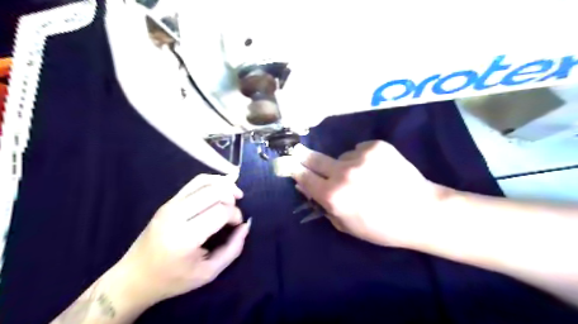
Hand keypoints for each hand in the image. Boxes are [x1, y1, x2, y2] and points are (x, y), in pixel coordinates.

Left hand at [119, 174, 251, 303]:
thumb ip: (233, 249)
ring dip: (225, 185)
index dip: (236, 215)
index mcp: (185, 238)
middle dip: (232, 198)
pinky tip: (221, 190)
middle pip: (215, 192)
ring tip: (235, 195)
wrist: (135, 277)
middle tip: (235, 212)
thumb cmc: (173, 279)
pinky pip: (195, 182)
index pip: (220, 211)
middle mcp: (176, 216)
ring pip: (205, 181)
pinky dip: (213, 182)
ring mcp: (170, 205)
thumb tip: (246, 225)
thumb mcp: (209, 273)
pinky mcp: (168, 201)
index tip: (237, 225)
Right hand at [292, 139, 443, 247]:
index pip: (304, 178)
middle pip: (315, 159)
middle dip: (304, 155)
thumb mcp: (346, 225)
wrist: (422, 212)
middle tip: (297, 150)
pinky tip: (376, 169)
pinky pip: (360, 150)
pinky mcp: (377, 146)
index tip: (288, 163)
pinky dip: (362, 158)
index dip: (295, 171)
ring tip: (363, 175)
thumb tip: (305, 186)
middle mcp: (343, 173)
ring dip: (344, 164)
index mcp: (334, 196)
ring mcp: (360, 156)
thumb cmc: (382, 227)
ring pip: (341, 156)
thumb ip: (323, 206)